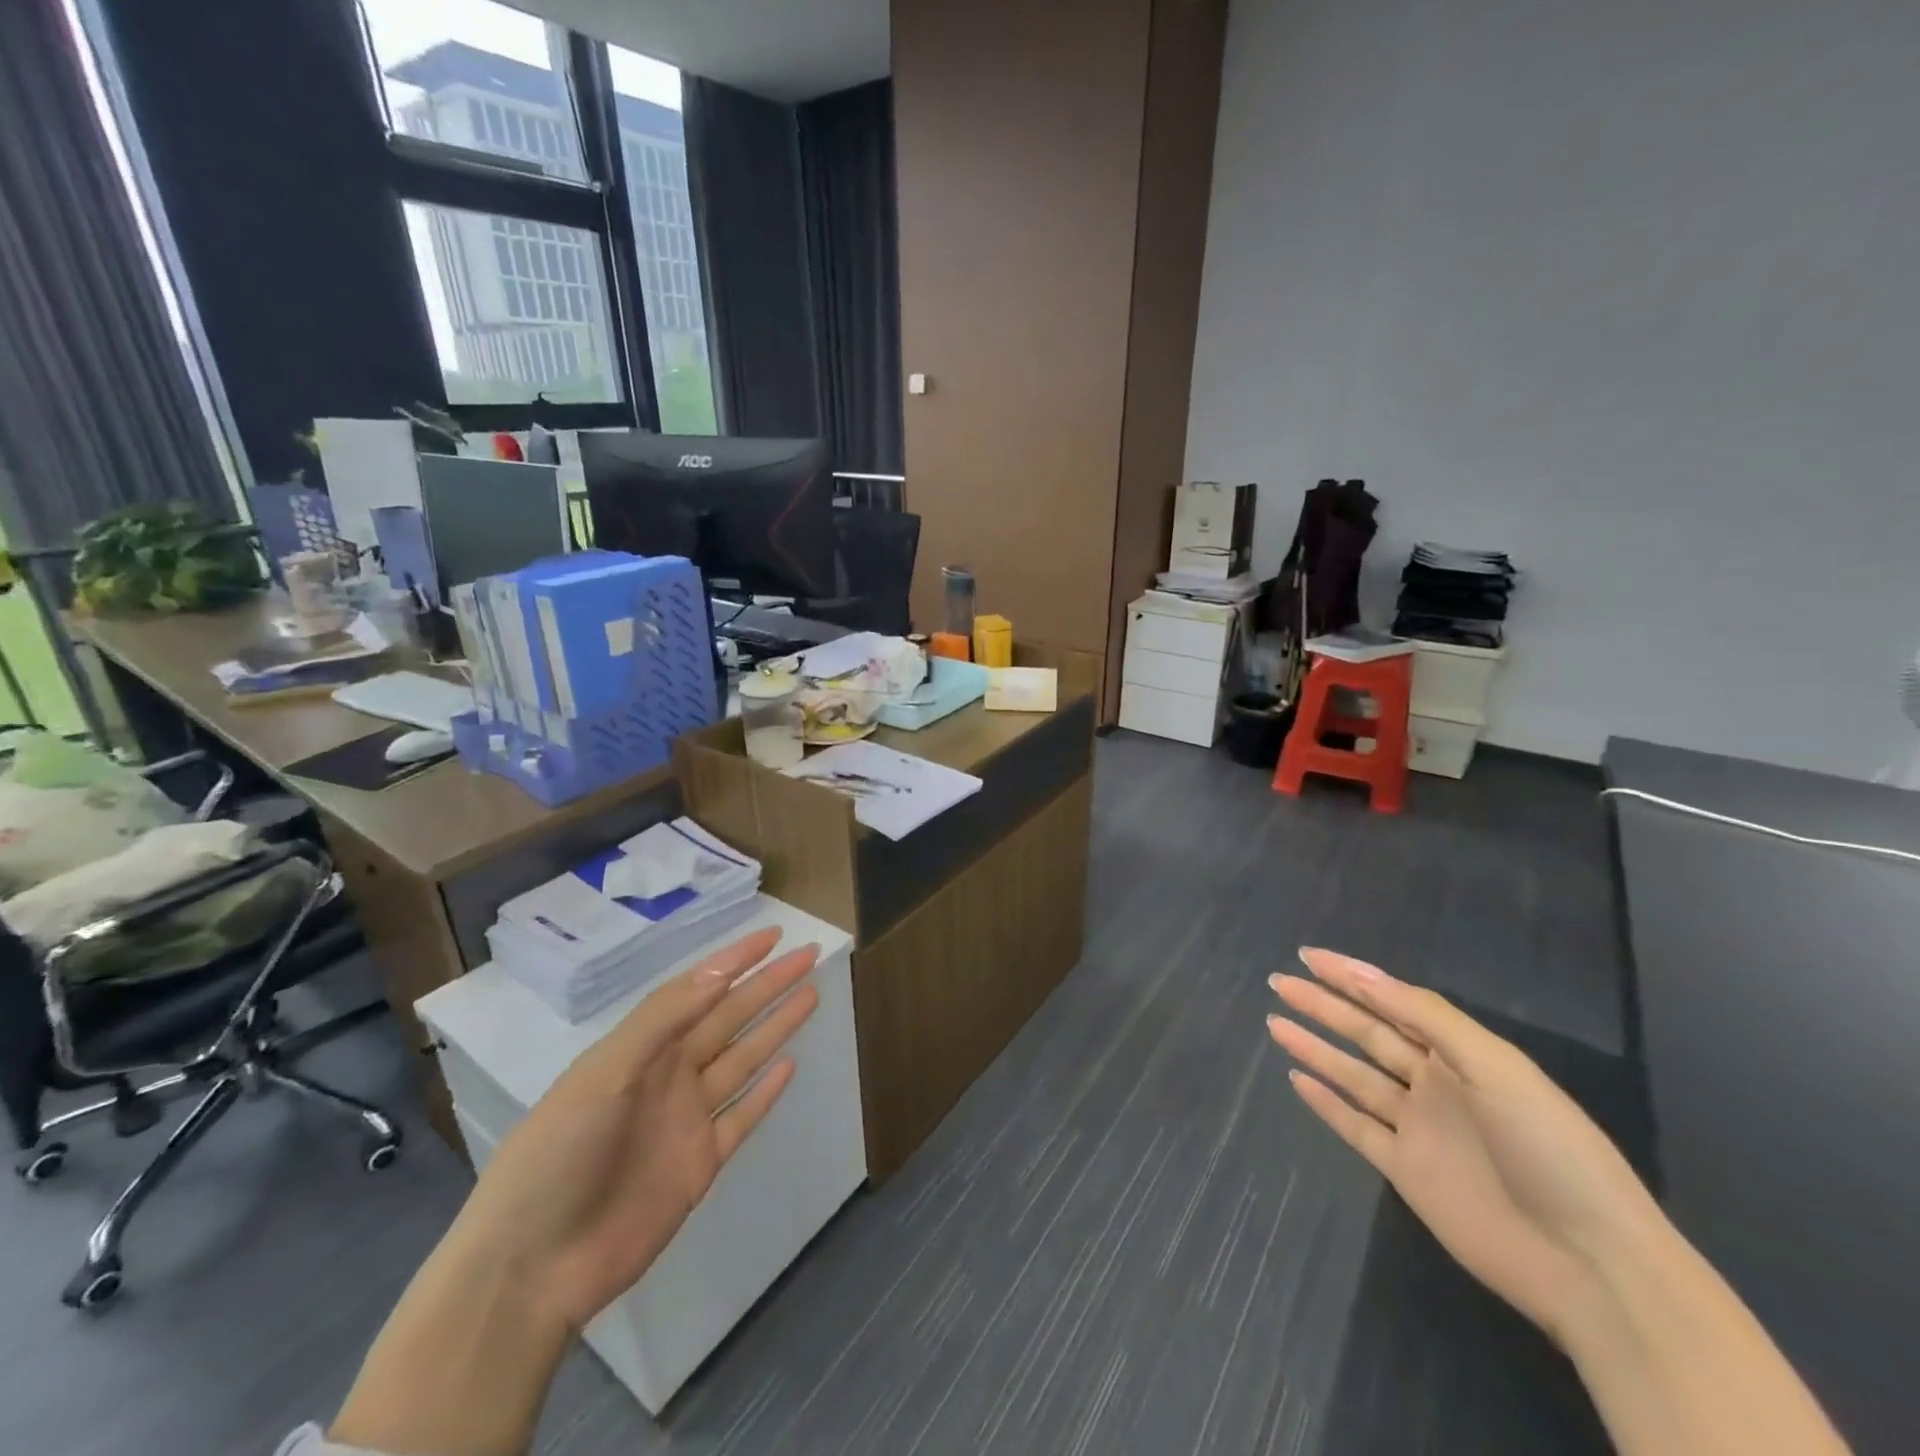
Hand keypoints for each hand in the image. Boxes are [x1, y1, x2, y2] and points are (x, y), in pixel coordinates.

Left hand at [453, 927, 819, 1331]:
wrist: (532, 1268)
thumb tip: (720, 970)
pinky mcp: (701, 1163)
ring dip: (775, 1026)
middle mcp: (668, 1075)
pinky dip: (767, 1091)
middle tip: (808, 955)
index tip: (774, 935)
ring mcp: (687, 1119)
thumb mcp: (605, 1074)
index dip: (736, 960)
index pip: (699, 990)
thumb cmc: (558, 1155)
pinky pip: (743, 1116)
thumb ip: (663, 1020)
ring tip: (810, 994)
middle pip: (729, 1018)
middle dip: (768, 985)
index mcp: (641, 1048)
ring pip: (743, 1058)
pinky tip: (790, 1065)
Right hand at [1266, 949, 1663, 1343]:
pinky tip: (1298, 1080)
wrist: (1589, 1263)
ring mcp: (1418, 1128)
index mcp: (1461, 1054)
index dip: (1351, 977)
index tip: (1308, 956)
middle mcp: (1435, 1083)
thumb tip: (1364, 974)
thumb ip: (1428, 1017)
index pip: (1394, 1002)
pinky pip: (1355, 1126)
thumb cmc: (1548, 1148)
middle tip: (1279, 981)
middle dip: (1323, 1005)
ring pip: (1354, 1075)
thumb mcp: (1495, 1067)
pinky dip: (1326, 1103)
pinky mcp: (1405, 1170)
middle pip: (1367, 1033)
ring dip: (1316, 1047)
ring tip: (1275, 1021)